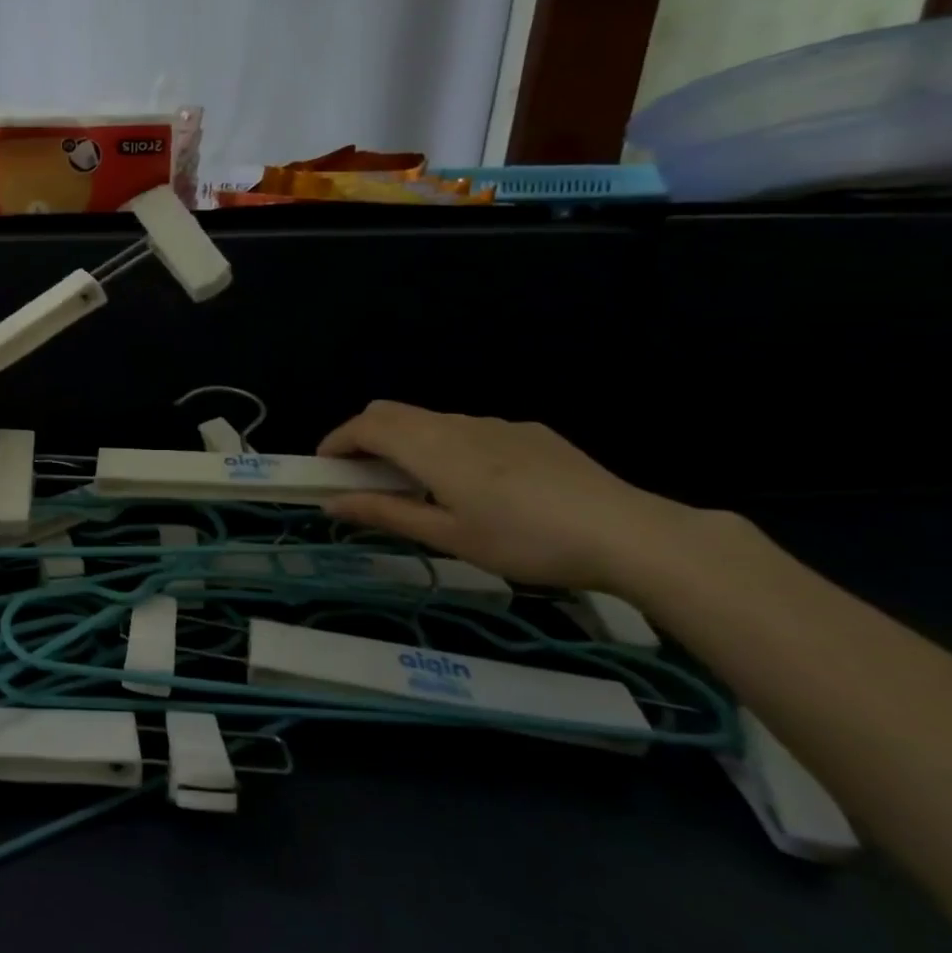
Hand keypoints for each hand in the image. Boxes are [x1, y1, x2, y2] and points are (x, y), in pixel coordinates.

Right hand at [317, 401, 698, 591]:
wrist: (628, 533)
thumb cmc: (524, 541)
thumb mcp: (448, 537)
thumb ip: (386, 513)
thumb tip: (332, 503)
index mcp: (430, 447)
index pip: (365, 426)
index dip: (336, 441)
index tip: (323, 467)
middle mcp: (456, 424)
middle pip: (392, 412)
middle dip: (364, 436)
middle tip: (362, 476)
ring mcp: (496, 424)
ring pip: (430, 420)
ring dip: (406, 442)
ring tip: (417, 486)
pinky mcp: (529, 433)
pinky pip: (468, 429)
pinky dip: (445, 445)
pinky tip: (476, 486)